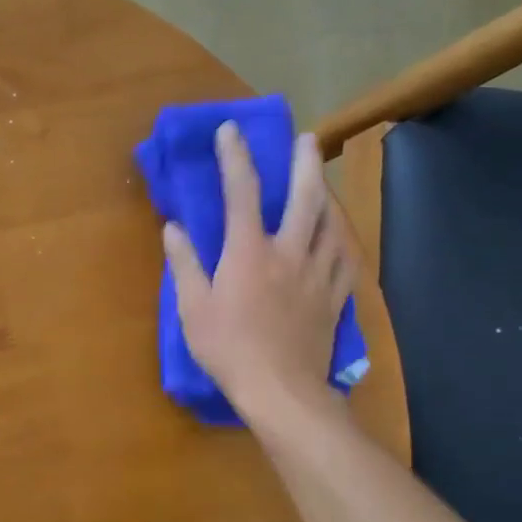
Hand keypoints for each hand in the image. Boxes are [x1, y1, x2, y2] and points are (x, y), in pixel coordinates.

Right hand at [164, 123, 356, 415]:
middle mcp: (288, 252)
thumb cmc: (229, 349)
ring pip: (333, 224)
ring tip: (325, 182)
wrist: (281, 391)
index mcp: (248, 251)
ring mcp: (317, 274)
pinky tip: (342, 236)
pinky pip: (346, 259)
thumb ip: (185, 264)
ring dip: (329, 196)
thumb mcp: (193, 308)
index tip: (231, 130)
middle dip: (305, 163)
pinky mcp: (334, 297)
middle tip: (307, 139)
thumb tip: (174, 228)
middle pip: (305, 197)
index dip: (235, 157)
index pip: (241, 192)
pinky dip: (343, 241)